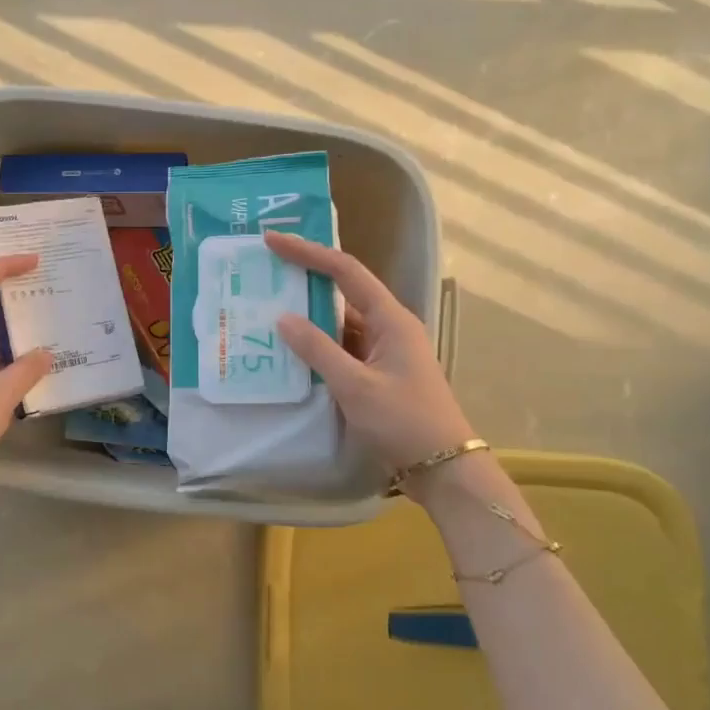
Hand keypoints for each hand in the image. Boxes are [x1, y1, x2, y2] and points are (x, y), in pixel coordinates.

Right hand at [266, 231, 474, 472]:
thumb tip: (282, 317)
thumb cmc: (403, 421)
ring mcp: (384, 351)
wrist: (443, 468)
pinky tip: (290, 348)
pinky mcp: (378, 373)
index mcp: (391, 319)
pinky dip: (317, 344)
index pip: (345, 271)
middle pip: (343, 291)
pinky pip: (342, 347)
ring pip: (340, 322)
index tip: (273, 240)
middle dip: (305, 278)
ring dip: (308, 314)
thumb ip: (317, 350)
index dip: (309, 252)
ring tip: (267, 305)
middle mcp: (389, 327)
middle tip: (265, 269)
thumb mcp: (355, 386)